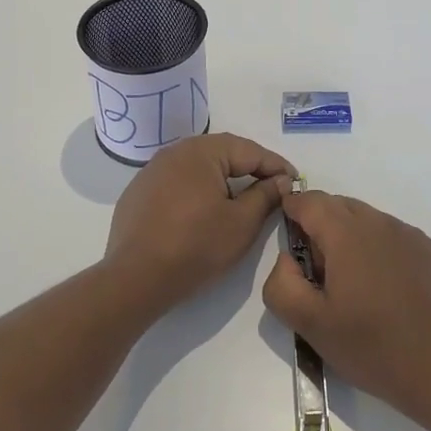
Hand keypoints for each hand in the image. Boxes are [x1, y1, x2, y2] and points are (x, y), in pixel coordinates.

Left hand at [105, 133, 295, 315]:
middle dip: (250, 168)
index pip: (249, 150)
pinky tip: (204, 211)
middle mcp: (174, 151)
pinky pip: (177, 182)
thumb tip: (281, 181)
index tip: (295, 181)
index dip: (276, 166)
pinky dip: (197, 191)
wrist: (135, 279)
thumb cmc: (196, 247)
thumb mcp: (242, 223)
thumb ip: (265, 196)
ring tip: (242, 197)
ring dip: (223, 179)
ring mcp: (152, 171)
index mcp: (201, 151)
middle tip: (273, 186)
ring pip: (198, 167)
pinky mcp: (139, 193)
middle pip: (222, 153)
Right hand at [261, 191, 430, 423]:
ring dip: (353, 240)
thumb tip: (287, 259)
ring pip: (369, 222)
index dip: (292, 212)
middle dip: (321, 228)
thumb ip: (281, 284)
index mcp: (346, 233)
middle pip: (339, 206)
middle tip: (320, 274)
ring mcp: (411, 235)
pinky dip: (382, 252)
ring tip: (356, 287)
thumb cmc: (371, 346)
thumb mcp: (310, 325)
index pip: (309, 201)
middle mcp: (380, 222)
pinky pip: (396, 239)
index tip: (290, 240)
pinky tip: (388, 292)